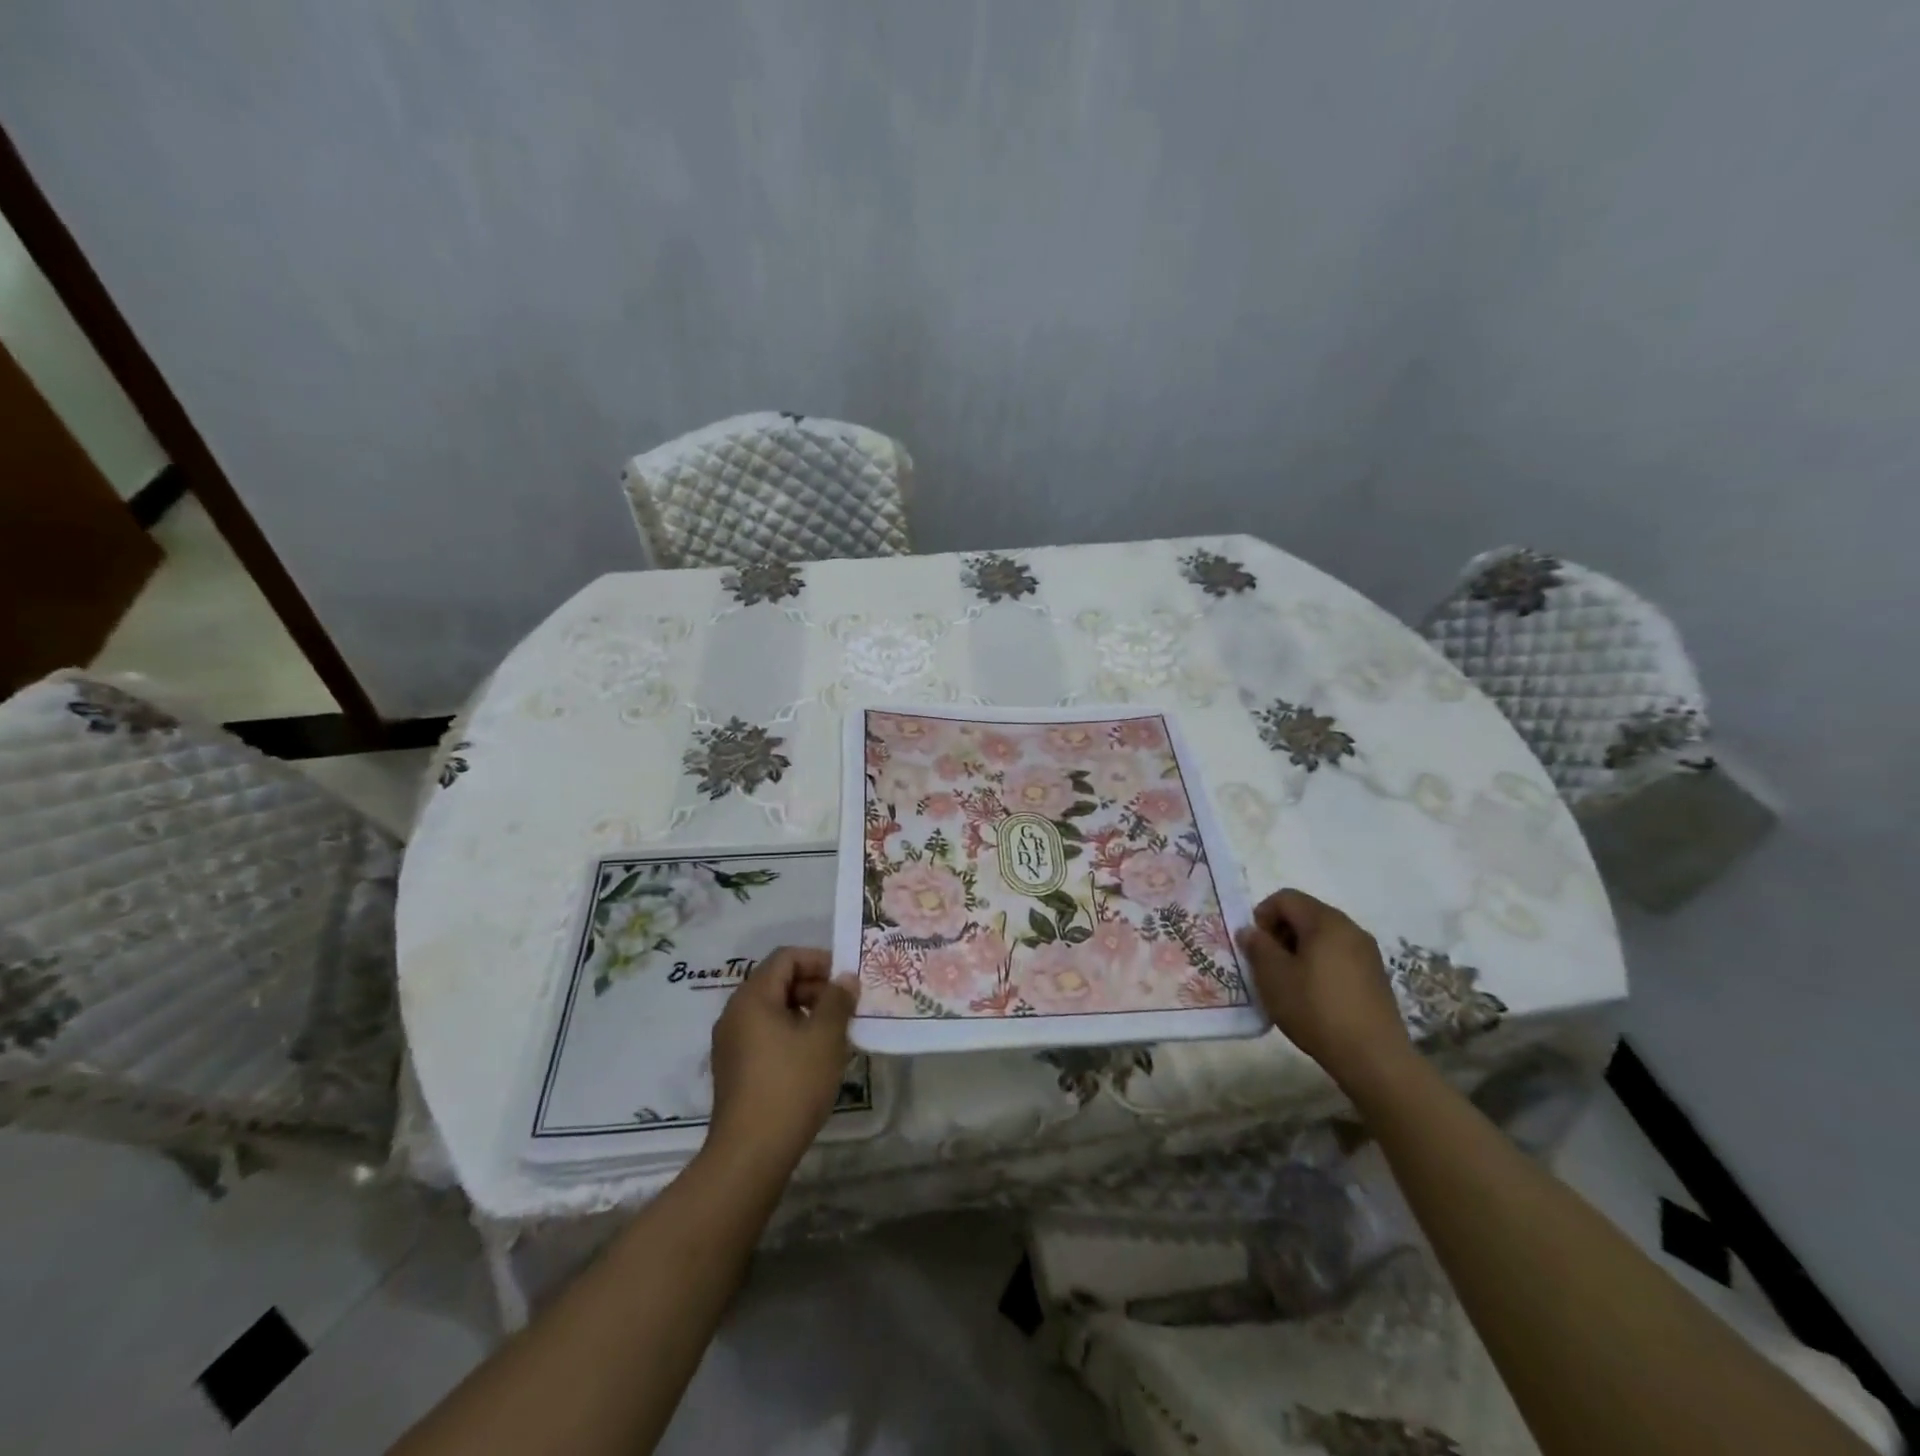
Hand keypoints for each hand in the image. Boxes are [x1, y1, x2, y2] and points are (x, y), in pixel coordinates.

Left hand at [707, 947, 858, 1173]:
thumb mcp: (825, 1037)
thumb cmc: (791, 1084)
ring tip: (837, 1033)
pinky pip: (766, 1035)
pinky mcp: (735, 1070)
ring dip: (806, 1012)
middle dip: (815, 987)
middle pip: (778, 982)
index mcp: (752, 997)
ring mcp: (731, 1044)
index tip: (847, 979)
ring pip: (773, 1011)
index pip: (786, 958)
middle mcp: (735, 1014)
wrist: (751, 1154)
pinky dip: (792, 1034)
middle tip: (847, 1006)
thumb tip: (845, 979)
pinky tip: (816, 1058)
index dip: (819, 960)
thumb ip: (837, 1000)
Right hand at [1237, 888, 1414, 1092]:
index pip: (1286, 898)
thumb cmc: (1316, 1009)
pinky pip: (1339, 955)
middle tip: (1268, 963)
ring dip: (1299, 949)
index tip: (1255, 946)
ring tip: (1289, 981)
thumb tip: (1251, 931)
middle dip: (1281, 932)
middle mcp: (1350, 928)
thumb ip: (1258, 947)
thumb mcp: (1274, 977)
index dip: (1262, 915)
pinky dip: (1320, 963)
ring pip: (1323, 936)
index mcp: (1325, 921)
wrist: (1373, 1057)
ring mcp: (1367, 952)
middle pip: (1306, 914)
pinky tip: (1313, 995)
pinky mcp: (1375, 976)